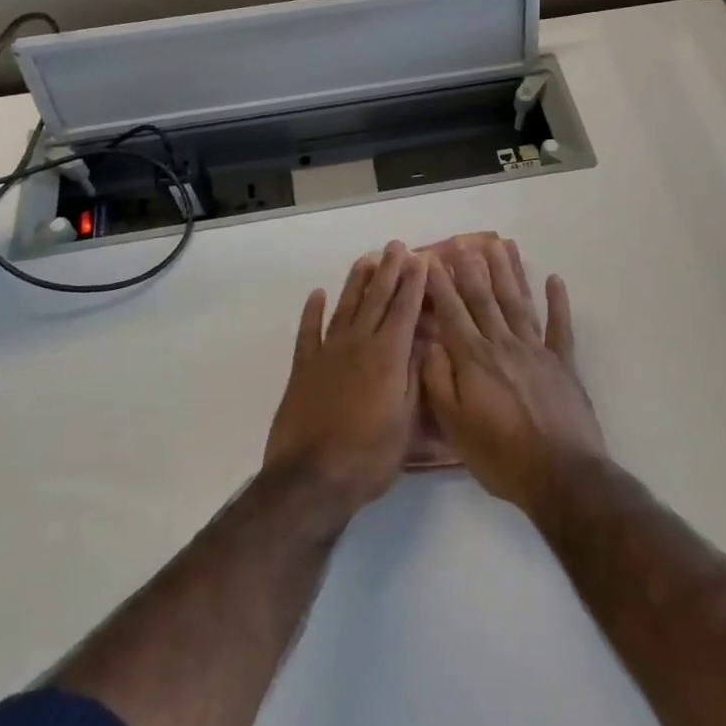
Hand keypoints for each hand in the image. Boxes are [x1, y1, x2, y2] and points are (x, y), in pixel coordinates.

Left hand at [264, 242, 426, 516]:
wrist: (312, 479)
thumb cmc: (369, 456)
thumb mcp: (406, 421)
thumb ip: (414, 377)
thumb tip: (422, 342)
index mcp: (388, 357)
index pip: (404, 311)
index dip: (413, 284)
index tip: (420, 259)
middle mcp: (358, 345)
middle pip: (376, 300)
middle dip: (388, 271)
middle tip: (396, 246)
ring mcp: (327, 354)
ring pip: (345, 308)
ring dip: (356, 282)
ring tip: (366, 259)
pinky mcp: (303, 368)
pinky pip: (308, 332)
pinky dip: (312, 311)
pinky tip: (317, 294)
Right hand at [421, 237, 604, 513]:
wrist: (561, 476)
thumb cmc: (501, 456)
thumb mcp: (455, 426)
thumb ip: (439, 382)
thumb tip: (429, 344)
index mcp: (474, 360)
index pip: (453, 313)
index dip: (441, 286)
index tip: (431, 260)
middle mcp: (504, 345)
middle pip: (485, 299)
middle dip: (472, 269)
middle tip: (464, 241)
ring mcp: (537, 351)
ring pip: (518, 303)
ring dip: (509, 273)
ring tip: (501, 246)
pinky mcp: (564, 364)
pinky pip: (560, 326)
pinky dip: (558, 302)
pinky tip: (555, 280)